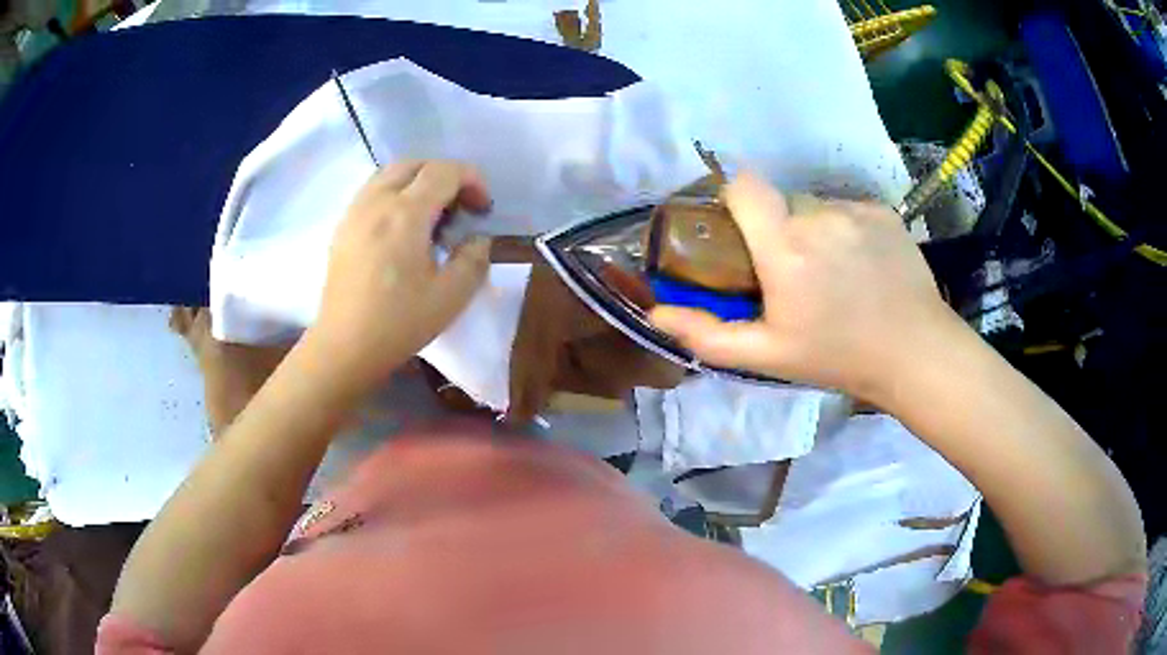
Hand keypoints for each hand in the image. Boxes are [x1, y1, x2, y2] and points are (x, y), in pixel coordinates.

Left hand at [311, 160, 491, 389]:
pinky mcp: (343, 227)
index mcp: (406, 213)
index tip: (482, 209)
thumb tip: (477, 239)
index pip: (444, 171)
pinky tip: (401, 227)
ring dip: (417, 181)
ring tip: (431, 213)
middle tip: (459, 206)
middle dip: (444, 175)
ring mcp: (355, 212)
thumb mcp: (451, 297)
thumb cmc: (398, 323)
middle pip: (414, 164)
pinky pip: (372, 191)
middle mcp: (377, 201)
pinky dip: (394, 193)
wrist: (345, 346)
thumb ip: (473, 259)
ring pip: (389, 174)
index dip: (471, 180)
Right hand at [649, 172, 959, 401]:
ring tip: (834, 272)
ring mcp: (855, 209)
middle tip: (793, 272)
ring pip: (816, 205)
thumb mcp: (768, 355)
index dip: (735, 201)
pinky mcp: (882, 210)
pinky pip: (847, 209)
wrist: (914, 352)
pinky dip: (845, 229)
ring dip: (814, 229)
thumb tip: (657, 313)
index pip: (744, 185)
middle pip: (781, 201)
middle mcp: (818, 215)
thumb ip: (708, 334)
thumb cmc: (837, 356)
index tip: (741, 232)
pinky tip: (862, 264)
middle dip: (778, 228)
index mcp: (785, 247)